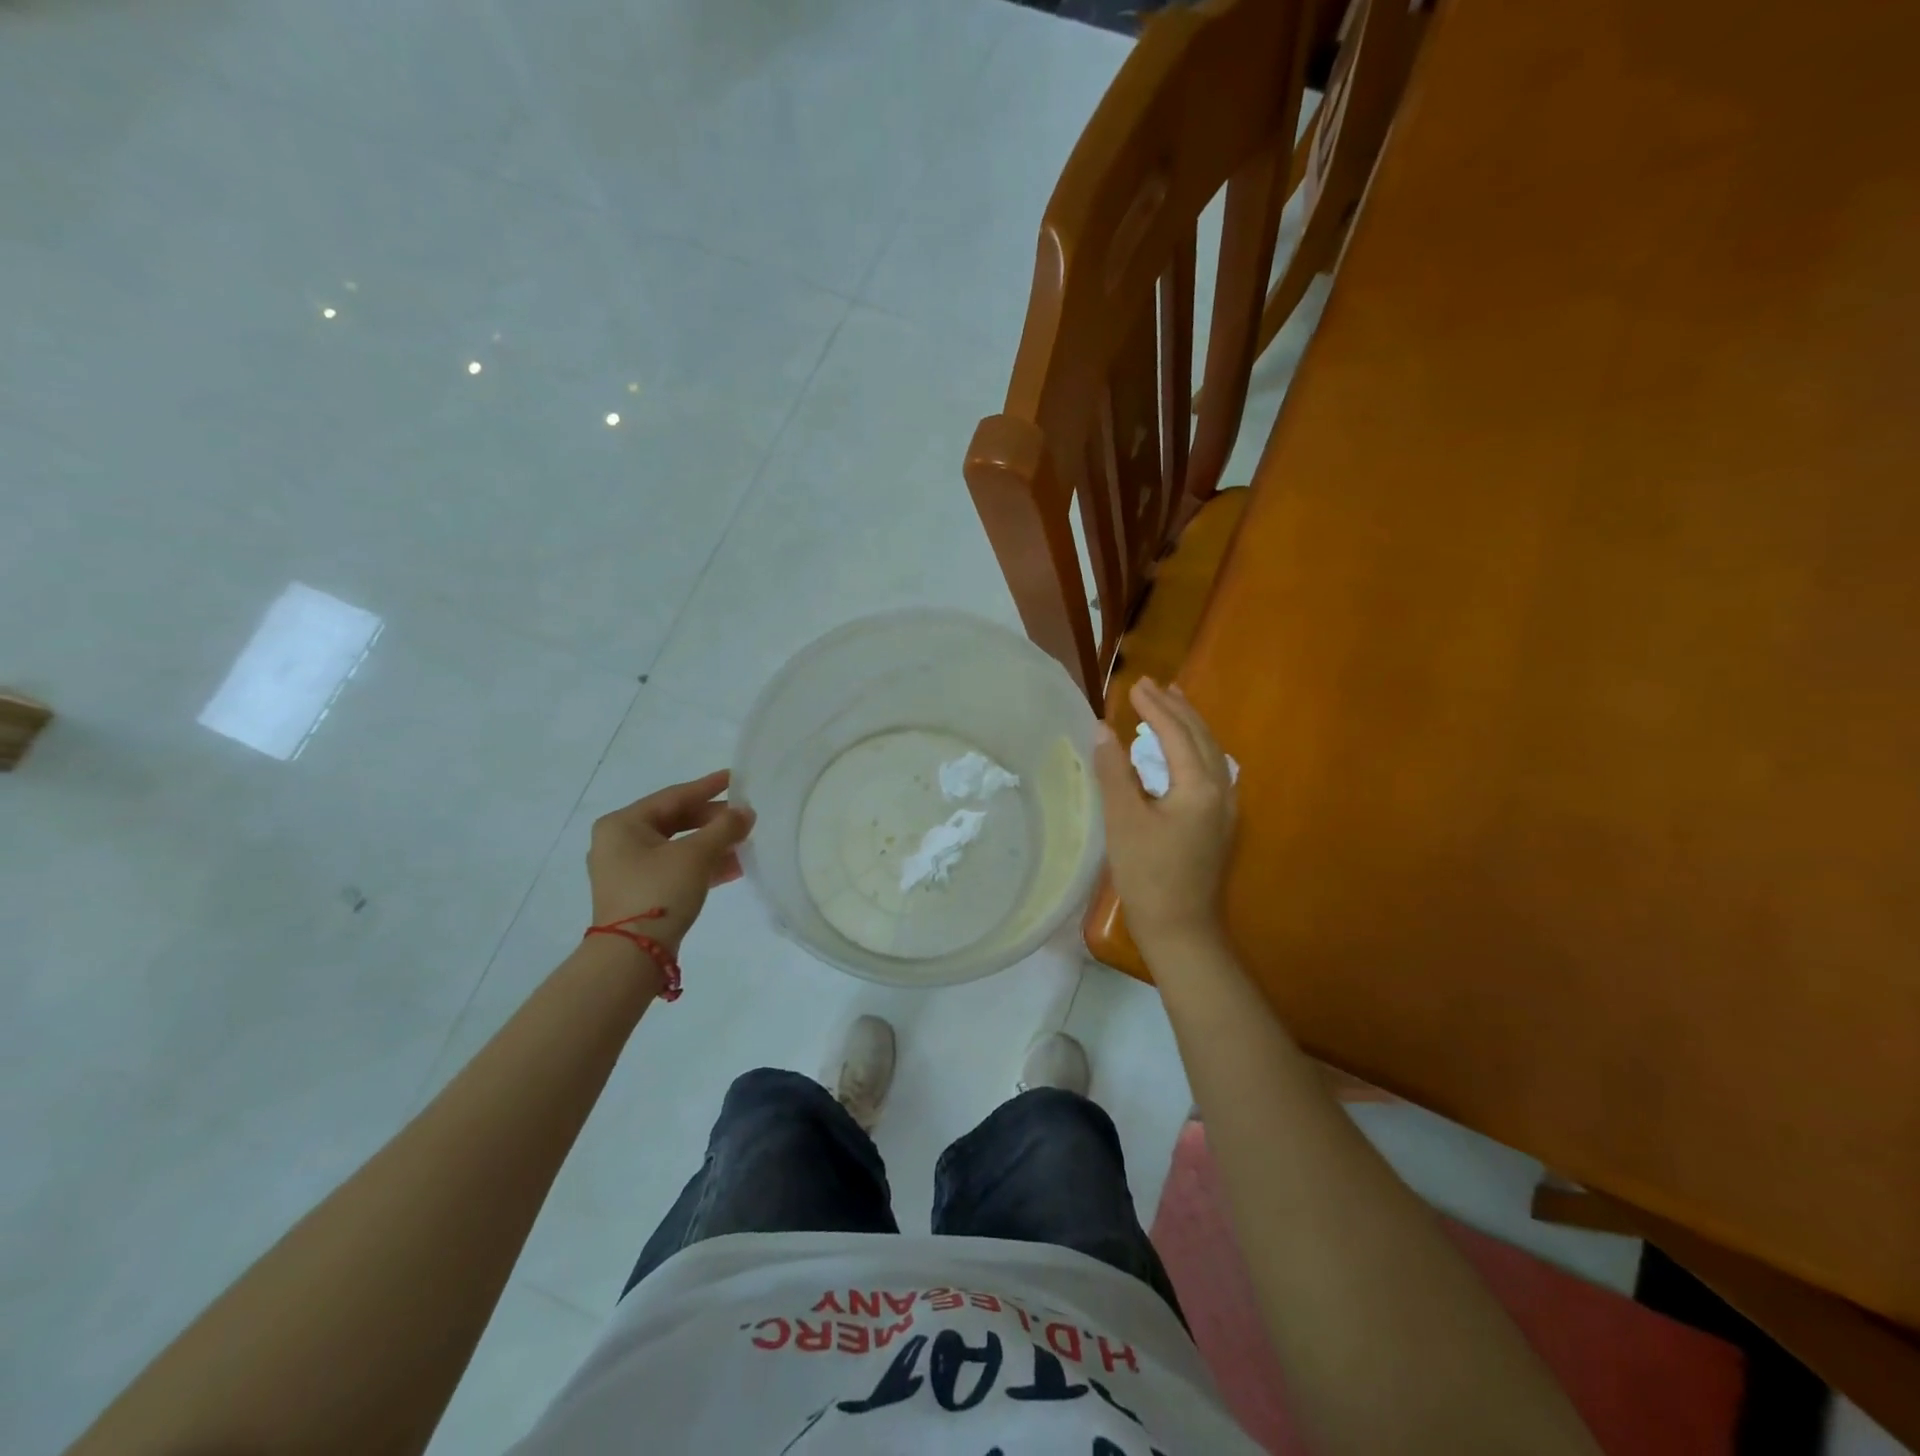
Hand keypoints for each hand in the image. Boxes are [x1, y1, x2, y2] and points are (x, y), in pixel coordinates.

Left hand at [587, 770, 754, 951]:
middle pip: (676, 821)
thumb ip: (724, 828)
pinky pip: (677, 868)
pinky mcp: (641, 893)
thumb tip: (747, 812)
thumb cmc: (659, 892)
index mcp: (623, 824)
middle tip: (746, 817)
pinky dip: (703, 865)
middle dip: (714, 820)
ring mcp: (629, 870)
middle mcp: (620, 842)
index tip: (736, 778)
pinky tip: (735, 867)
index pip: (674, 796)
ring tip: (746, 842)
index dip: (708, 787)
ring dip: (713, 844)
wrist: (632, 956)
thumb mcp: (696, 855)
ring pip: (679, 846)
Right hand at [1092, 678, 1236, 958]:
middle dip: (1176, 707)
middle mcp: (1220, 789)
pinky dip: (1194, 747)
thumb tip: (1103, 729)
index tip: (1134, 684)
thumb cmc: (1147, 875)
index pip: (1176, 733)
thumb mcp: (1123, 820)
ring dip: (1189, 724)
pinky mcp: (1218, 822)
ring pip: (1210, 751)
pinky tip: (1183, 749)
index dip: (1154, 707)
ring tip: (1171, 703)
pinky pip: (1211, 768)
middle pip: (1201, 736)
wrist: (1181, 929)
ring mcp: (1224, 807)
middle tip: (1153, 684)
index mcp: (1199, 785)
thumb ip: (1114, 771)